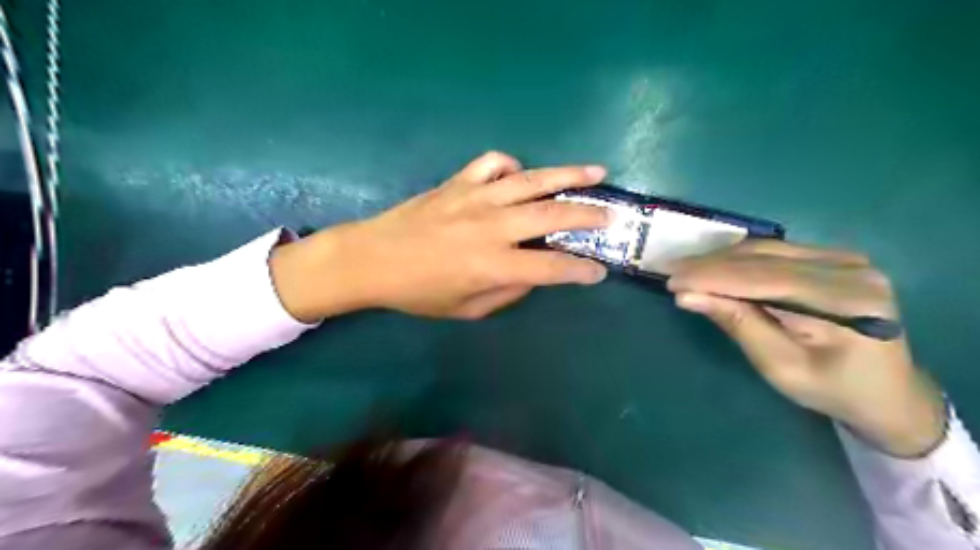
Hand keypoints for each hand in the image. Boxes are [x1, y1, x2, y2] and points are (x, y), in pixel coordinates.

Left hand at [271, 151, 610, 322]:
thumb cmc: (419, 292)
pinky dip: (512, 166)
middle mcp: (491, 227)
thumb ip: (507, 292)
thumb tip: (534, 274)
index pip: (551, 268)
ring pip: (531, 181)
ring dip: (567, 177)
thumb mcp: (466, 309)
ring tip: (596, 173)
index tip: (599, 271)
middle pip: (551, 216)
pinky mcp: (458, 182)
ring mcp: (475, 198)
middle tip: (612, 215)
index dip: (579, 271)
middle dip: (588, 216)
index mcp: (492, 265)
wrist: (372, 259)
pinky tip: (520, 175)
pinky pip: (493, 163)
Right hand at [667, 238, 948, 456]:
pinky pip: (776, 252)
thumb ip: (737, 324)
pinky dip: (740, 260)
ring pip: (766, 249)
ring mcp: (846, 258)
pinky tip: (716, 267)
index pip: (763, 279)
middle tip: (671, 272)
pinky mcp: (835, 258)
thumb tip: (687, 296)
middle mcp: (850, 269)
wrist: (886, 391)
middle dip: (711, 265)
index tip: (671, 280)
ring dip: (721, 259)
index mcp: (845, 302)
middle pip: (764, 257)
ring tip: (686, 270)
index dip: (712, 276)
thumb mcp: (779, 366)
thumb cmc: (832, 389)